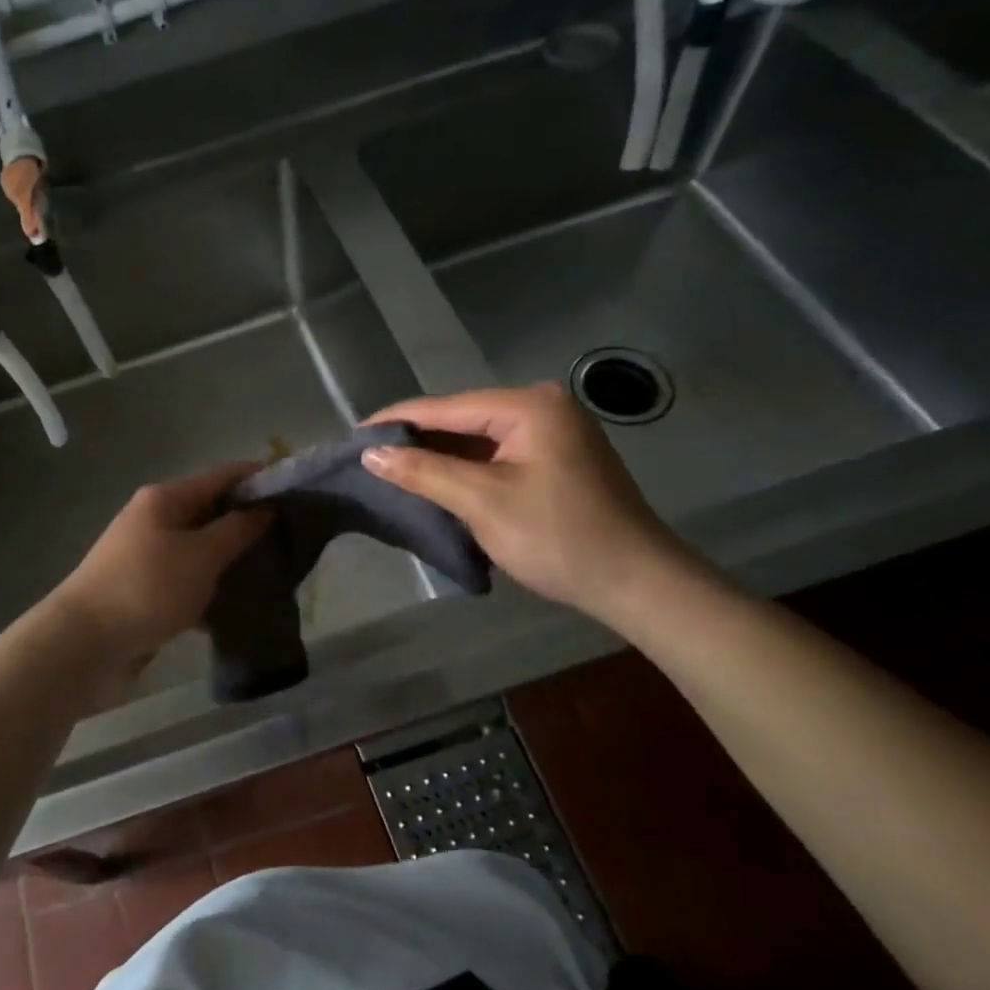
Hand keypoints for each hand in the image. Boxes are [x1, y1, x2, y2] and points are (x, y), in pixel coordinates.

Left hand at [50, 463, 270, 668]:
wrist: (84, 642)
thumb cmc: (147, 588)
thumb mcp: (201, 556)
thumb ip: (236, 530)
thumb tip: (264, 508)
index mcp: (166, 498)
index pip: (223, 476)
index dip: (260, 480)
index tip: (298, 493)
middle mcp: (154, 518)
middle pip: (211, 511)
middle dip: (249, 523)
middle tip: (291, 540)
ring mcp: (146, 554)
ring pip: (200, 548)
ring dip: (231, 559)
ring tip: (273, 574)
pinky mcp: (144, 588)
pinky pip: (186, 578)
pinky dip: (209, 587)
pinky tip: (237, 606)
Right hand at [361, 383, 687, 622]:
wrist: (636, 584)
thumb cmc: (557, 537)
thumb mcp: (481, 502)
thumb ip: (422, 471)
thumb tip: (369, 453)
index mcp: (528, 406)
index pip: (444, 407)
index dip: (395, 421)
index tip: (352, 436)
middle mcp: (542, 407)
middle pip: (460, 419)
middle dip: (415, 439)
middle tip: (367, 456)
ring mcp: (552, 433)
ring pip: (477, 439)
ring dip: (438, 456)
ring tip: (390, 469)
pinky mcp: (556, 459)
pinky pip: (496, 456)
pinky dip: (464, 469)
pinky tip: (434, 481)